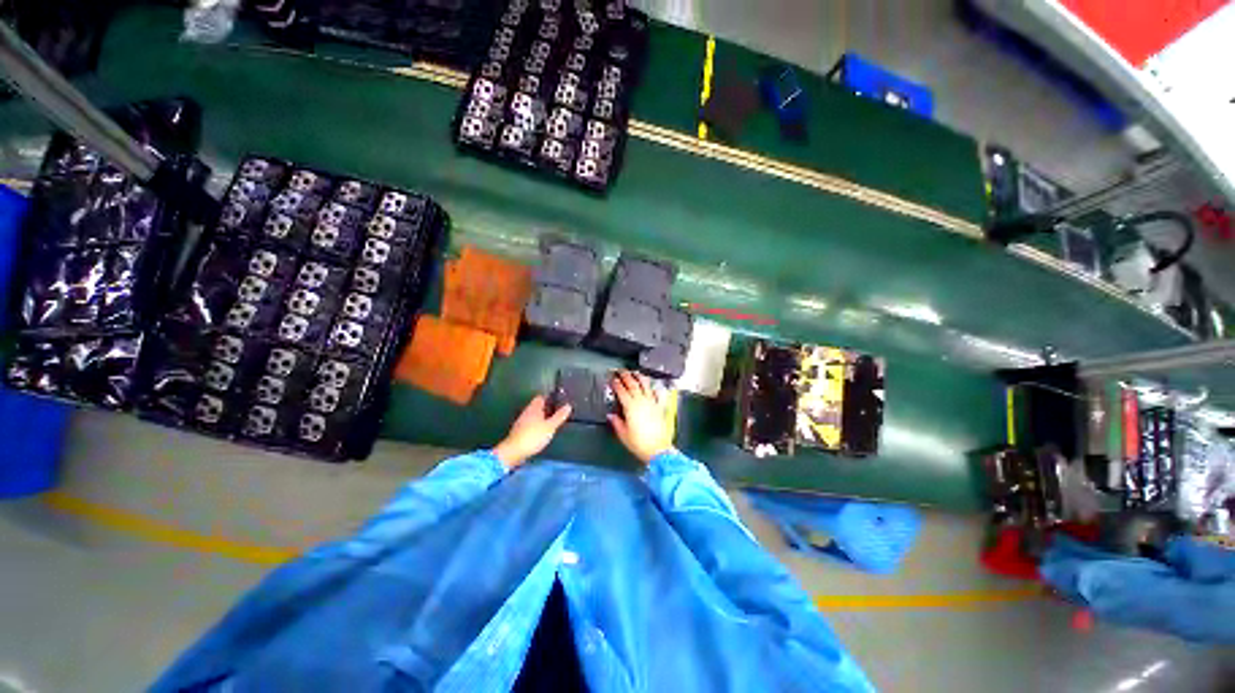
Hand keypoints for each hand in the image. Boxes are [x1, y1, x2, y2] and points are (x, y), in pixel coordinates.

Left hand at [493, 395, 571, 468]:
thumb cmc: (533, 436)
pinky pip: (530, 424)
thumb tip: (568, 406)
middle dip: (546, 408)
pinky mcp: (518, 432)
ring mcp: (521, 422)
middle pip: (537, 406)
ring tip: (551, 423)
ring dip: (541, 417)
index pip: (541, 397)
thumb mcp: (550, 426)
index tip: (559, 401)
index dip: (549, 398)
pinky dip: (536, 426)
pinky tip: (541, 432)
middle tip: (557, 412)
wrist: (514, 452)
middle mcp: (526, 412)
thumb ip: (559, 416)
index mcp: (534, 408)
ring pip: (533, 416)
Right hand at [608, 370, 673, 464]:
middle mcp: (641, 401)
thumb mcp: (623, 434)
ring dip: (639, 377)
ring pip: (645, 385)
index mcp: (630, 407)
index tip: (612, 378)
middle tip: (621, 371)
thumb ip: (616, 422)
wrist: (658, 449)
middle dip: (626, 375)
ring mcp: (652, 403)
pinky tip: (652, 386)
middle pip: (633, 384)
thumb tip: (611, 415)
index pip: (621, 391)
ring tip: (635, 373)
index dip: (616, 383)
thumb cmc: (639, 443)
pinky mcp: (659, 407)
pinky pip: (657, 394)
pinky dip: (653, 388)